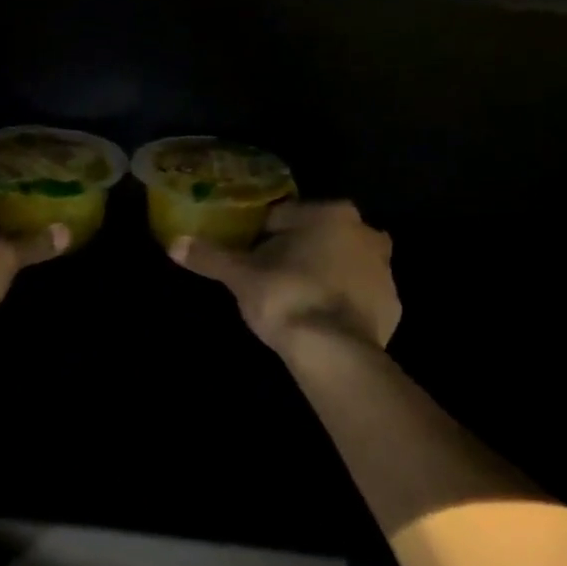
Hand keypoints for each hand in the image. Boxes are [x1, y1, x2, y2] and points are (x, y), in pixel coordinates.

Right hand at [170, 201, 399, 352]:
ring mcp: (384, 270)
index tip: (248, 259)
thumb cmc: (286, 298)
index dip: (261, 237)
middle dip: (298, 253)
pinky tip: (322, 321)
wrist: (334, 351)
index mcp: (330, 214)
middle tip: (271, 280)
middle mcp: (366, 232)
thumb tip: (174, 243)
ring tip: (296, 302)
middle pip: (318, 238)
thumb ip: (211, 257)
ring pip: (343, 265)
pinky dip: (343, 303)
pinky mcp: (393, 304)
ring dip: (324, 275)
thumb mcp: (241, 277)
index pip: (284, 217)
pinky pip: (359, 296)